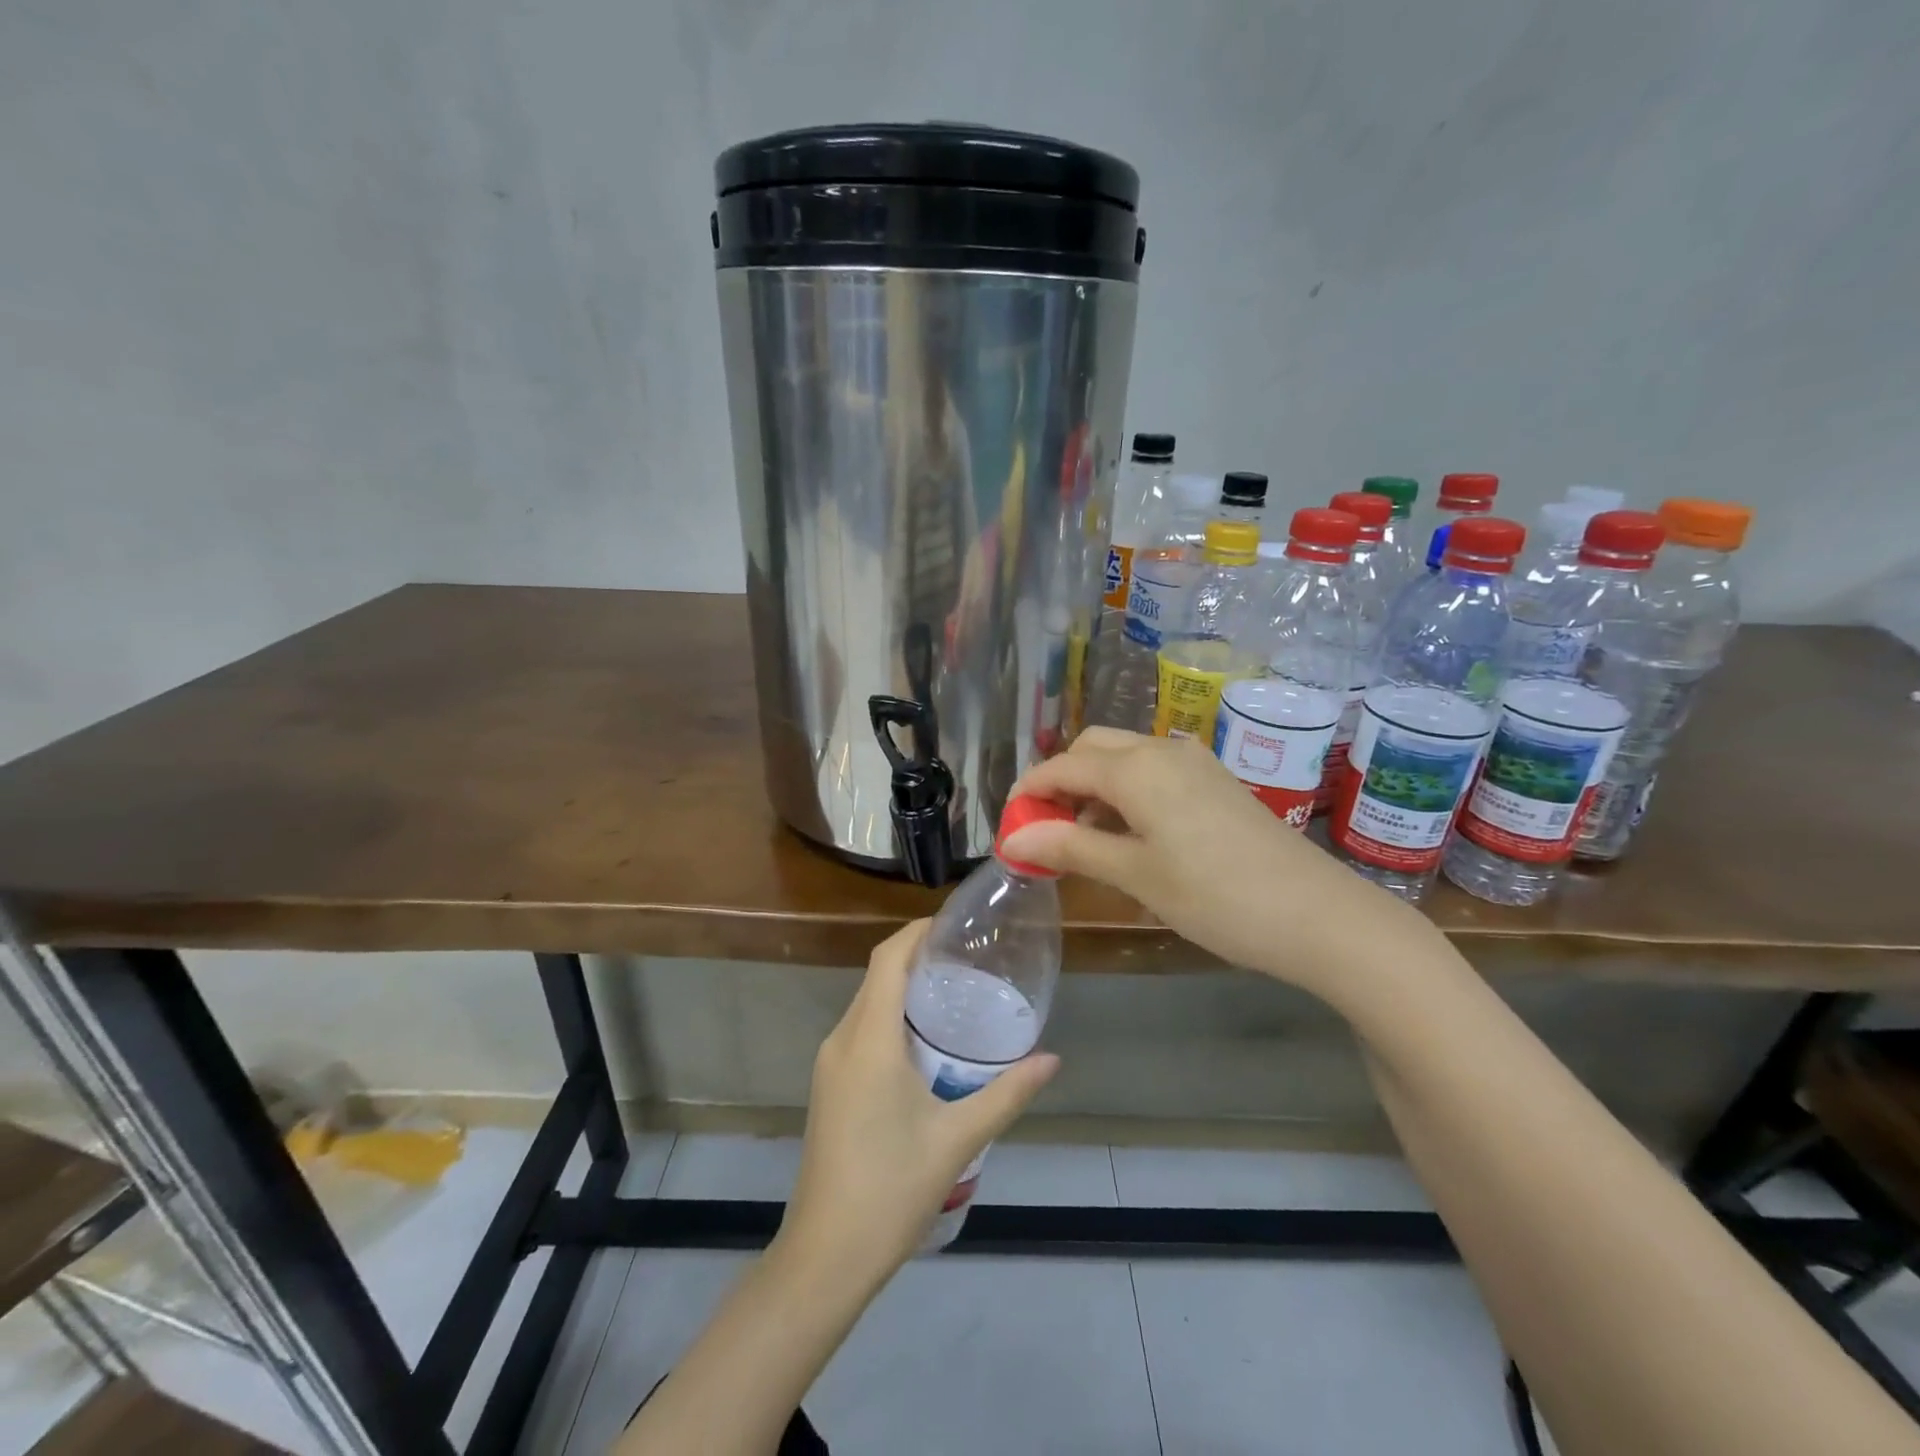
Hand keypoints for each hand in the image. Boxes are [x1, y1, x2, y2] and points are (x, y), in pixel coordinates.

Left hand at [779, 920, 1059, 1282]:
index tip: (953, 923)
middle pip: (877, 976)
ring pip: (867, 1003)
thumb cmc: (892, 1189)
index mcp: (869, 1040)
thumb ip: (1007, 1093)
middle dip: (916, 955)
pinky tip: (925, 1039)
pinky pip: (861, 1029)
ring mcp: (830, 1064)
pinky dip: (891, 1015)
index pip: (887, 960)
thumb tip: (1052, 1059)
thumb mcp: (958, 1138)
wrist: (826, 1255)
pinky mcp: (829, 1085)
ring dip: (903, 987)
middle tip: (967, 957)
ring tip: (953, 990)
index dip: (916, 932)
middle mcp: (842, 1040)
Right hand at [1000, 728, 1432, 992]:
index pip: (1063, 766)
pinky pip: (1155, 772)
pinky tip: (1132, 835)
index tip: (1009, 826)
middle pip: (1092, 749)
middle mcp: (1163, 750)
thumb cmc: (1215, 897)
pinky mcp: (1217, 782)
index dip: (1029, 792)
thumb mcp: (1135, 875)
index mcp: (1137, 768)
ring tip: (1084, 840)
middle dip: (1061, 781)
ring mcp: (1196, 763)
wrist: (1318, 915)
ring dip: (1094, 787)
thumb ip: (1071, 846)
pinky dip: (1127, 792)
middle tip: (1046, 830)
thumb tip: (1015, 836)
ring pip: (1125, 758)